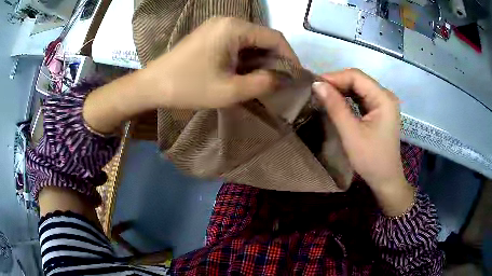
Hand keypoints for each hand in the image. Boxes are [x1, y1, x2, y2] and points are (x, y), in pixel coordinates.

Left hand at [84, 17, 297, 133]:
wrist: (152, 85)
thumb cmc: (188, 87)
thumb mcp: (229, 91)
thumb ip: (262, 83)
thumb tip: (282, 78)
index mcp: (234, 28)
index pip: (274, 37)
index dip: (289, 56)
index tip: (295, 76)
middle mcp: (227, 21)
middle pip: (263, 37)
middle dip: (275, 60)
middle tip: (280, 82)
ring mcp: (217, 27)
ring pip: (250, 41)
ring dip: (260, 60)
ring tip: (264, 81)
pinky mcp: (210, 35)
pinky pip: (236, 43)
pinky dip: (246, 58)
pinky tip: (245, 73)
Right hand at [313, 69, 413, 215]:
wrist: (385, 179)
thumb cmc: (371, 159)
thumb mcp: (351, 133)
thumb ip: (335, 106)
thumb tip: (317, 84)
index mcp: (383, 98)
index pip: (357, 76)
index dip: (335, 77)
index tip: (315, 84)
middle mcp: (386, 96)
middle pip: (359, 80)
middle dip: (337, 83)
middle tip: (316, 90)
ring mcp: (384, 103)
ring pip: (359, 88)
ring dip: (341, 89)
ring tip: (323, 94)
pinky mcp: (380, 111)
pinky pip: (362, 98)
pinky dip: (348, 98)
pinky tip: (336, 101)